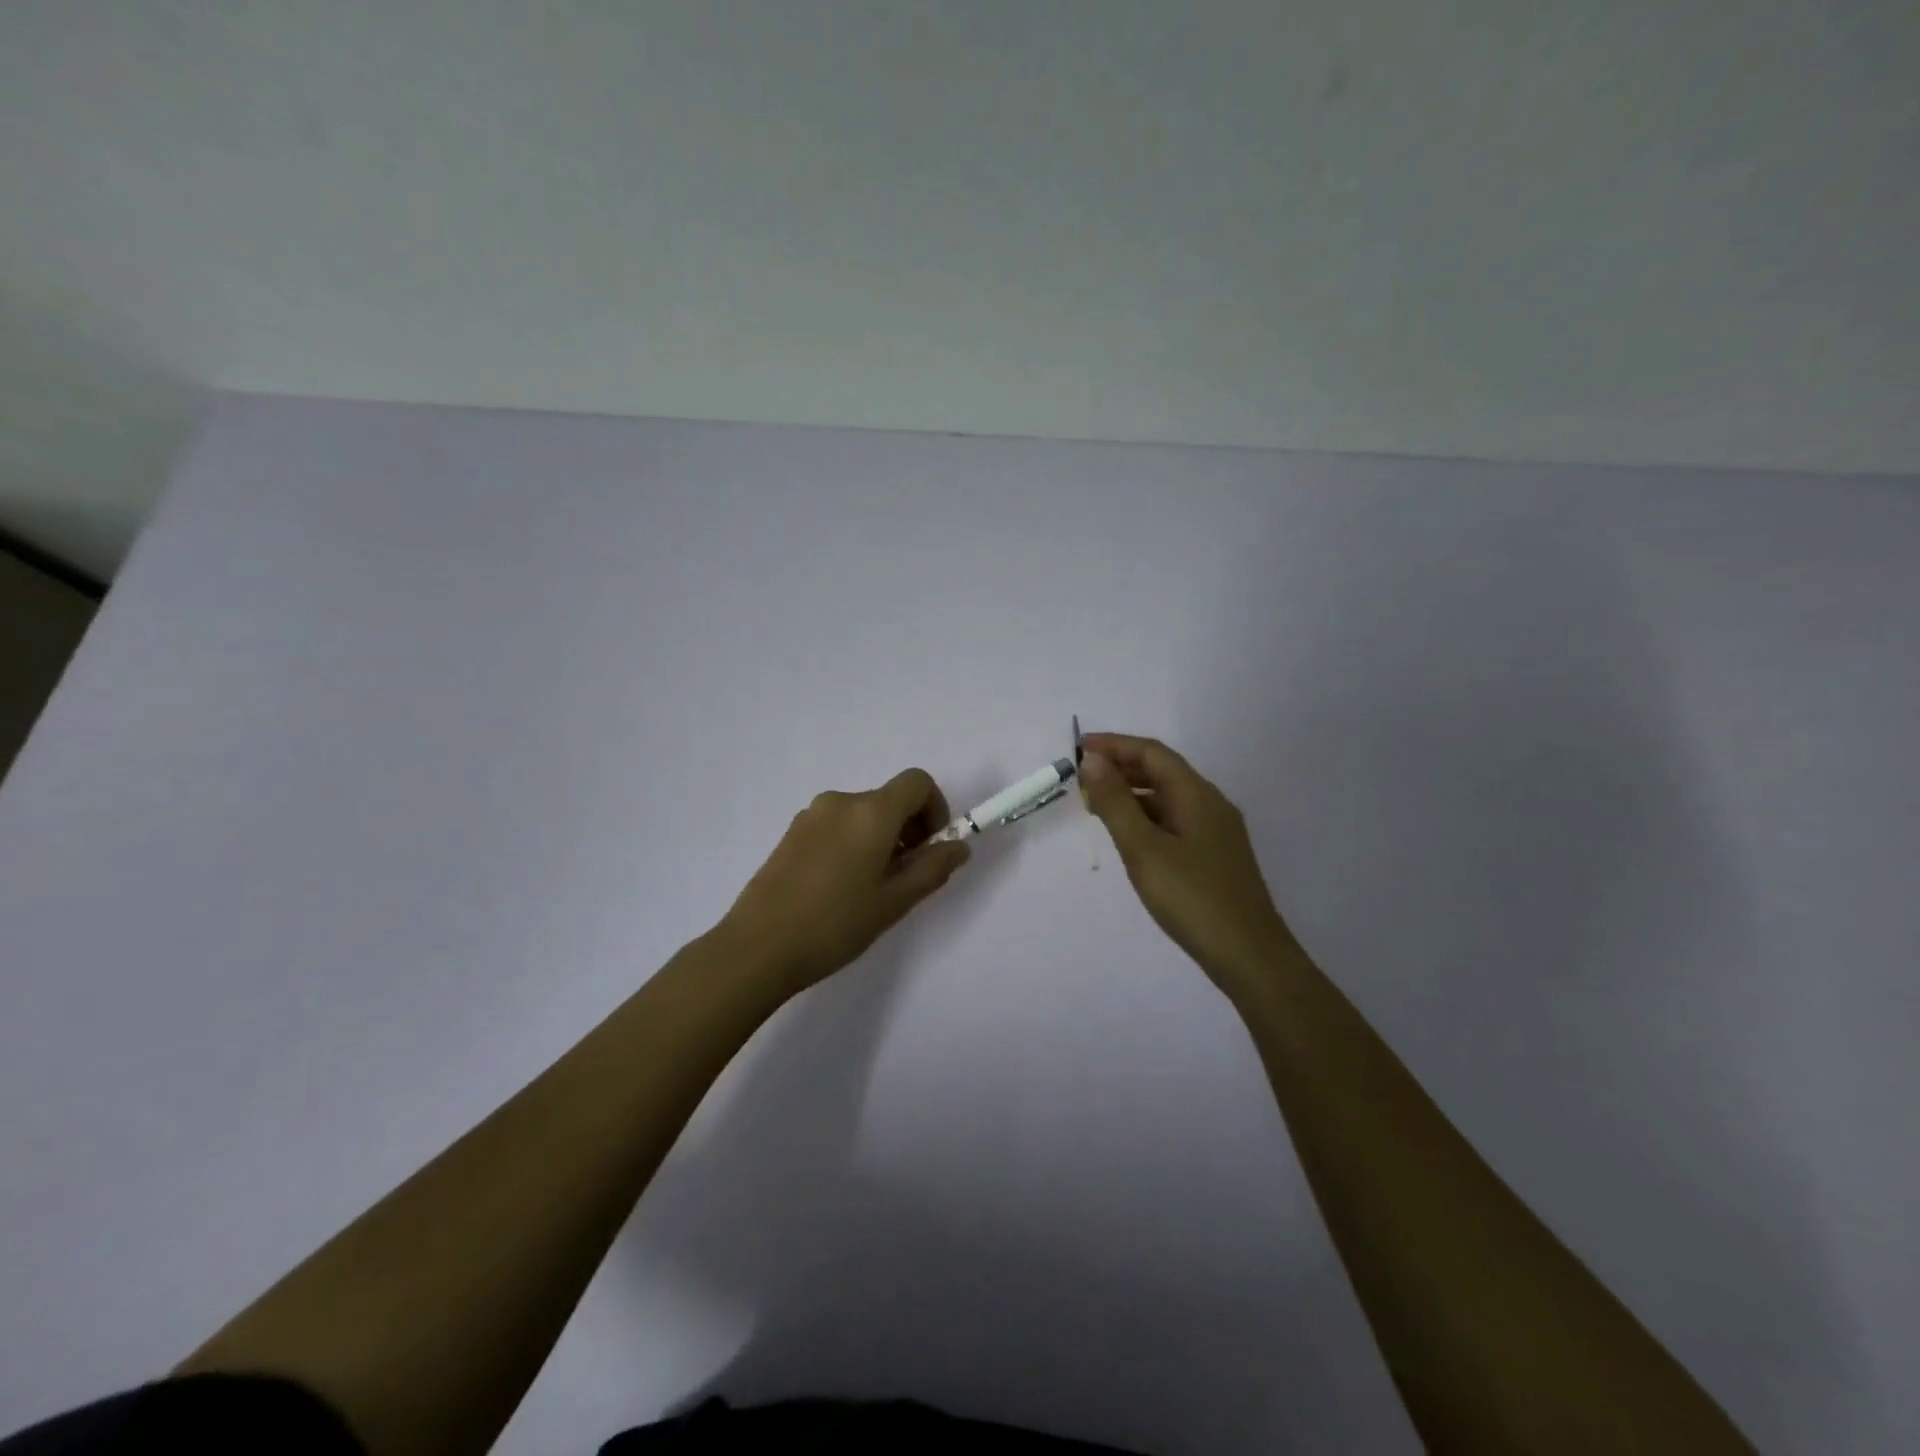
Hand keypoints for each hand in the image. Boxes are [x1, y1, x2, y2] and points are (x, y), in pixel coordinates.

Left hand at [718, 767, 972, 994]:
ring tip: (870, 888)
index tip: (931, 848)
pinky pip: (837, 825)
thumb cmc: (834, 925)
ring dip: (880, 838)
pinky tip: (839, 887)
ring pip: (863, 814)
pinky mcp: (791, 832)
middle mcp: (841, 802)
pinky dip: (853, 842)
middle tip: (905, 877)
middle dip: (909, 829)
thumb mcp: (894, 902)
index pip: (917, 782)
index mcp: (870, 812)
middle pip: (890, 799)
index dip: (935, 809)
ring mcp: (811, 815)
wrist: (757, 947)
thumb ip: (933, 868)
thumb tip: (959, 846)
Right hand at [1079, 732, 1295, 998]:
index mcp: (1197, 795)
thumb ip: (1116, 803)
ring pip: (1168, 798)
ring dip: (1131, 794)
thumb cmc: (1192, 898)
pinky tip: (1128, 837)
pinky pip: (1174, 820)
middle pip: (1162, 772)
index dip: (1114, 745)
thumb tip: (1093, 761)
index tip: (1077, 749)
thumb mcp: (1143, 848)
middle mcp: (1210, 804)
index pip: (1152, 753)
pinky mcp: (1214, 856)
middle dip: (1120, 768)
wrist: (1249, 956)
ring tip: (1095, 806)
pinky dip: (1145, 818)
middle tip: (1081, 779)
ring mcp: (1216, 831)